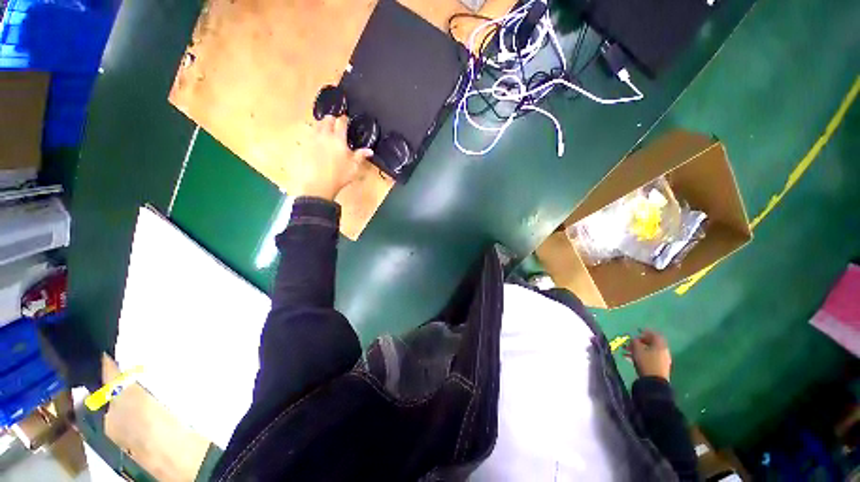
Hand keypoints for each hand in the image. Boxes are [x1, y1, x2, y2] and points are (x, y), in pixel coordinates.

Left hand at [295, 116, 373, 200]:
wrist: (319, 184)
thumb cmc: (339, 176)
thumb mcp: (353, 167)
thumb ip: (360, 156)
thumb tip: (369, 151)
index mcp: (338, 139)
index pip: (341, 123)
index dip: (344, 119)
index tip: (345, 118)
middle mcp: (325, 136)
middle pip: (327, 120)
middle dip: (332, 119)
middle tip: (335, 122)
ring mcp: (313, 139)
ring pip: (316, 124)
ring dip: (322, 123)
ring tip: (325, 127)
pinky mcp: (304, 145)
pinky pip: (308, 133)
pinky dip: (313, 132)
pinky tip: (315, 137)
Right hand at [625, 330, 671, 380]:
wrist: (654, 382)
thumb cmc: (646, 362)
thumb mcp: (637, 350)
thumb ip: (635, 342)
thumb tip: (634, 339)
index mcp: (660, 345)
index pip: (654, 334)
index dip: (645, 331)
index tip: (637, 331)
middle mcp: (663, 351)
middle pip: (651, 343)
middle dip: (639, 342)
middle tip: (629, 344)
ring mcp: (662, 360)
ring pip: (649, 351)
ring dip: (638, 350)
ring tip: (627, 352)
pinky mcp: (659, 367)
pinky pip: (649, 358)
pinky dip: (641, 356)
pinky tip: (631, 359)